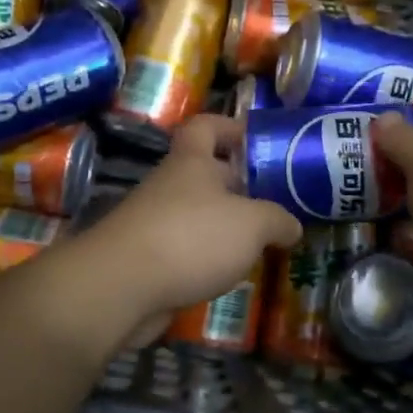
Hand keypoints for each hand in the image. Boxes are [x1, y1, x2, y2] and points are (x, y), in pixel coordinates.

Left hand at [77, 114, 301, 338]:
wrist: (120, 286)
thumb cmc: (192, 237)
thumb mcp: (252, 224)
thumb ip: (277, 220)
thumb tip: (292, 226)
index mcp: (191, 161)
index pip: (205, 126)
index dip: (229, 127)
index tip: (255, 140)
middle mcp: (170, 184)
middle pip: (206, 173)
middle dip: (238, 186)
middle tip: (274, 203)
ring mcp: (154, 221)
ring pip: (196, 214)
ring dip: (224, 226)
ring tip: (259, 244)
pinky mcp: (146, 257)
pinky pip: (184, 248)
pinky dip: (205, 257)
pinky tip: (227, 274)